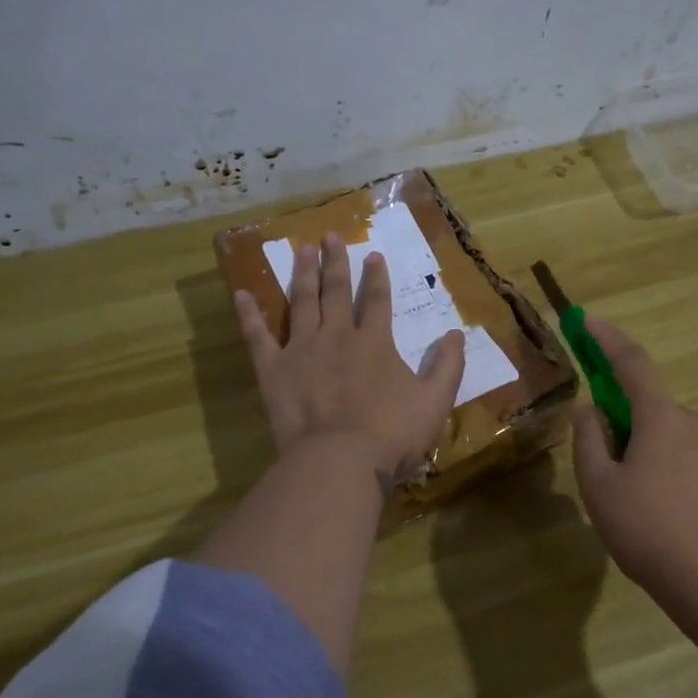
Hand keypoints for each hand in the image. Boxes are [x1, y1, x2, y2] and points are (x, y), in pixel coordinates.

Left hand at [235, 232, 466, 484]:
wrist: (340, 461)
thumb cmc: (391, 435)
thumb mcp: (435, 402)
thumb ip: (448, 366)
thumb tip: (456, 333)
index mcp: (374, 343)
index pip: (377, 300)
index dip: (377, 277)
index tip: (373, 254)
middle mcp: (337, 336)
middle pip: (336, 291)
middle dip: (335, 262)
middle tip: (329, 236)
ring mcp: (302, 350)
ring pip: (302, 302)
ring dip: (302, 274)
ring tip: (300, 250)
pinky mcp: (274, 370)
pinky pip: (258, 337)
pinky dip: (249, 315)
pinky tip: (241, 294)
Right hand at [571, 316, 697, 608]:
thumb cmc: (649, 532)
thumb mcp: (600, 487)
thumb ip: (589, 439)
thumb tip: (590, 408)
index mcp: (663, 417)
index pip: (631, 363)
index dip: (606, 338)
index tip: (586, 320)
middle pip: (650, 408)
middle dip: (624, 426)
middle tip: (606, 471)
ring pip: (671, 437)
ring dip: (648, 453)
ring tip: (637, 506)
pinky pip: (693, 460)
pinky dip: (672, 473)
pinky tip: (667, 517)